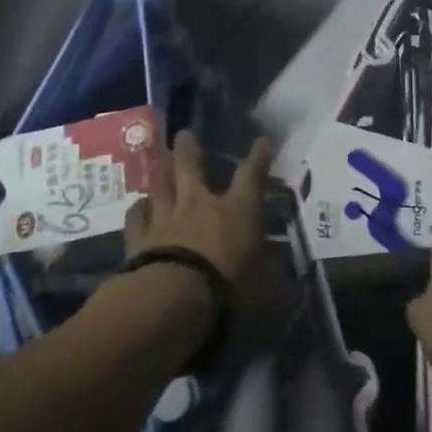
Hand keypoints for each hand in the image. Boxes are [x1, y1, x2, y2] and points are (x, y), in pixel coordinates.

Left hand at [125, 132, 271, 286]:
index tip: (262, 141)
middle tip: (184, 134)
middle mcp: (199, 204)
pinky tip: (139, 206)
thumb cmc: (227, 288)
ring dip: (161, 169)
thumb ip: (275, 283)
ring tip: (160, 158)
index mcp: (236, 211)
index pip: (251, 176)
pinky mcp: (139, 237)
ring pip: (160, 183)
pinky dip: (139, 209)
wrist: (173, 298)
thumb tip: (294, 289)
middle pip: (190, 165)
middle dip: (189, 147)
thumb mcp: (263, 289)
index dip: (259, 157)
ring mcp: (165, 217)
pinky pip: (137, 215)